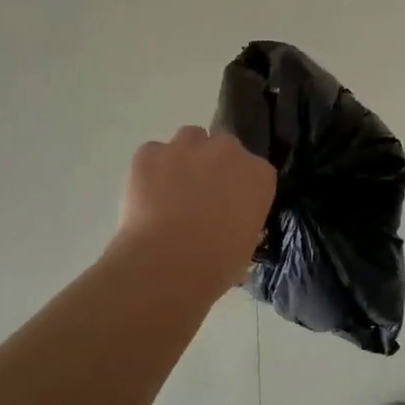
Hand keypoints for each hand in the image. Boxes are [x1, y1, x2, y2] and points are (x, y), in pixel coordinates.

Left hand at [113, 127, 275, 298]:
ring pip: (188, 139)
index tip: (229, 206)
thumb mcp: (246, 244)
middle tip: (200, 198)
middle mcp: (227, 150)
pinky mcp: (149, 153)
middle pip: (222, 147)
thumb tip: (227, 225)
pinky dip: (150, 170)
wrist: (168, 264)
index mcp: (259, 174)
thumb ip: (241, 220)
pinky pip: (152, 154)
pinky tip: (145, 197)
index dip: (238, 187)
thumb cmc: (217, 264)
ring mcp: (186, 147)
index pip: (254, 170)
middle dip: (213, 166)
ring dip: (184, 158)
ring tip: (171, 191)